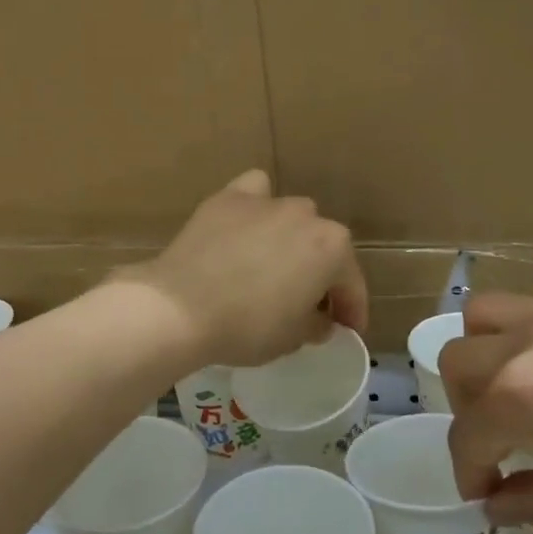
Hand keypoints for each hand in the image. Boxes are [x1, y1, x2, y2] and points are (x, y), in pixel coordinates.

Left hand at [131, 170, 368, 368]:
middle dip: (320, 274)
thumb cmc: (247, 327)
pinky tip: (248, 226)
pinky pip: (254, 194)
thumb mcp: (292, 339)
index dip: (352, 311)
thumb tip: (319, 320)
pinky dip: (256, 207)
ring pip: (292, 218)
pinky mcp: (228, 198)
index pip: (351, 284)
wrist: (180, 307)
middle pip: (323, 247)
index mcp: (333, 248)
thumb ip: (316, 325)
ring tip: (272, 266)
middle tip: (307, 304)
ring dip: (291, 240)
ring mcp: (266, 201)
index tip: (348, 330)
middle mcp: (306, 215)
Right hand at [441, 282, 532, 533]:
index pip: (468, 434)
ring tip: (524, 382)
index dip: (467, 471)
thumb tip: (494, 502)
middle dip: (465, 406)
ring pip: (488, 310)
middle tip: (499, 439)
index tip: (484, 494)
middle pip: (458, 359)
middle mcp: (530, 340)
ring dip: (489, 350)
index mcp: (524, 397)